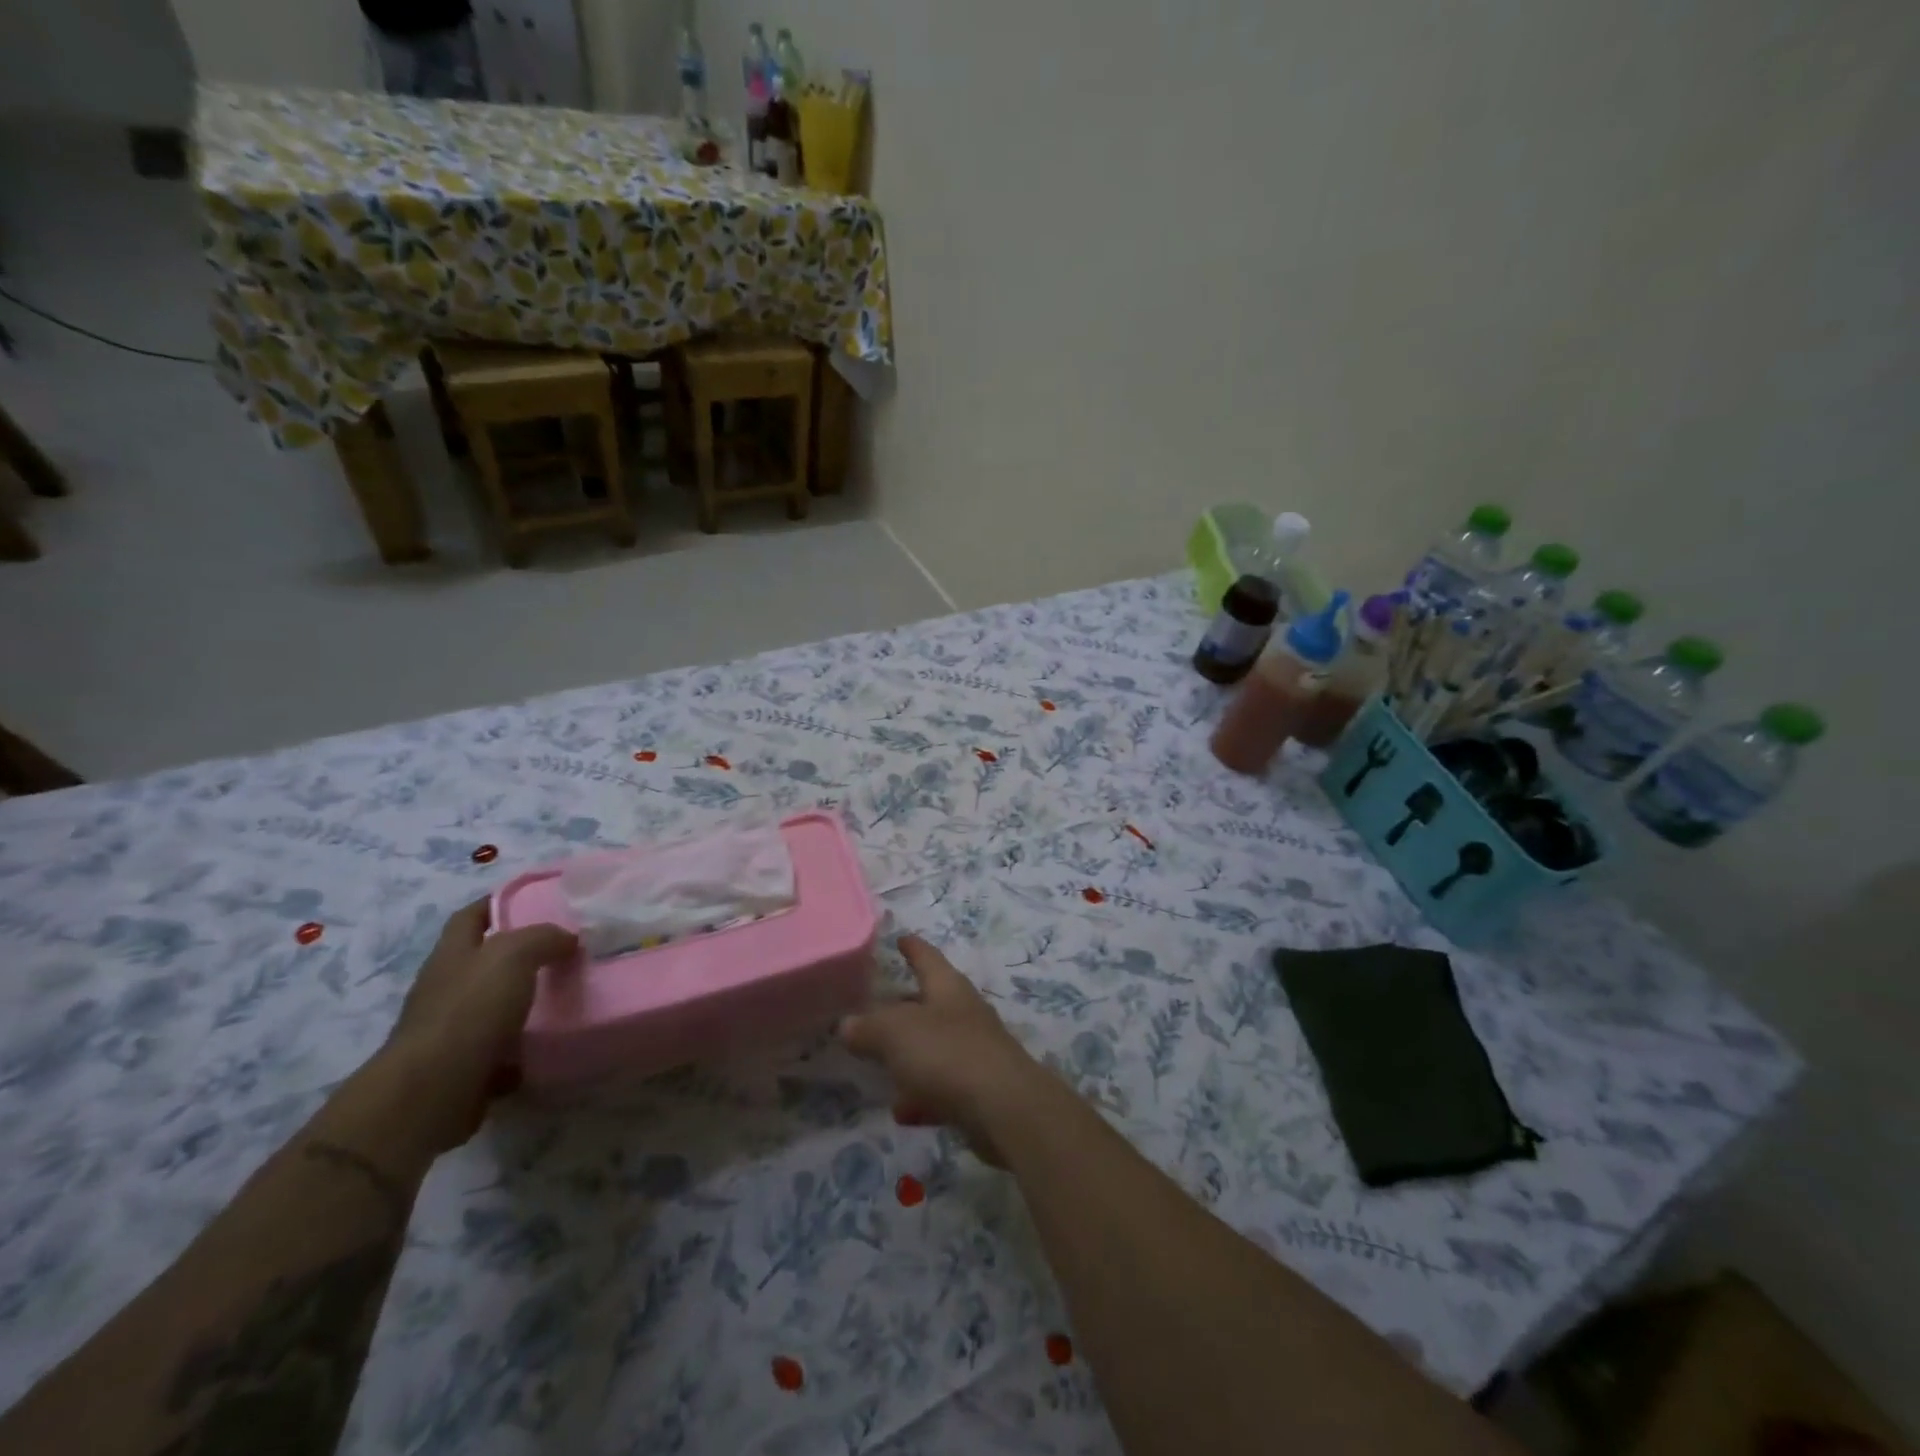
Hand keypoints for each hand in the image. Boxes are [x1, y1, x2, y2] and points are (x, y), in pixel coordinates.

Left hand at [382, 900, 577, 1155]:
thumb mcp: (514, 955)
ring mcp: (450, 1031)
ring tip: (567, 997)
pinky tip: (551, 1044)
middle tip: (565, 951)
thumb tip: (568, 940)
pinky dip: (523, 1048)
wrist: (432, 1092)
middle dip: (520, 956)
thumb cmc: (470, 1010)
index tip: (535, 900)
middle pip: (484, 962)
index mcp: (452, 955)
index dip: (497, 902)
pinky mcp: (461, 1069)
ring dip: (524, 1003)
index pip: (470, 916)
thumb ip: (544, 938)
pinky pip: (499, 1051)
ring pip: (494, 1007)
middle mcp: (445, 989)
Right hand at [839, 935, 1049, 1166]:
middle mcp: (964, 1013)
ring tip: (880, 1067)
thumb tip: (847, 1024)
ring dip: (911, 1056)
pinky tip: (903, 1112)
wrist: (1005, 1109)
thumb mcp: (896, 1033)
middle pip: (930, 1003)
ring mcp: (975, 1052)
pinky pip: (942, 1088)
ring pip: (935, 1047)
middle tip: (875, 1009)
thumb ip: (868, 1028)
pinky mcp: (979, 1091)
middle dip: (904, 1007)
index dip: (912, 947)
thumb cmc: (948, 1053)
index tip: (900, 938)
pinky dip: (922, 1095)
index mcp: (948, 988)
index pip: (927, 957)